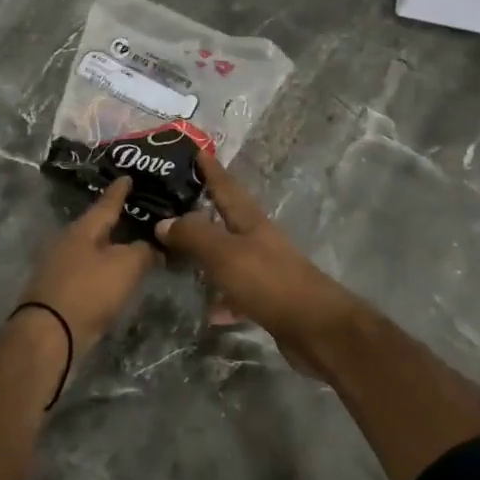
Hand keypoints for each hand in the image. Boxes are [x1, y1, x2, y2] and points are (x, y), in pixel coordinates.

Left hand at [18, 178, 157, 353]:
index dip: (120, 191)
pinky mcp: (55, 290)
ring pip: (89, 250)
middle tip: (136, 214)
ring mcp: (57, 267)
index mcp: (82, 229)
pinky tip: (112, 275)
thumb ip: (144, 251)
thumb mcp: (126, 266)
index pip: (106, 203)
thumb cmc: (89, 291)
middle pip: (95, 227)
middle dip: (114, 221)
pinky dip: (100, 270)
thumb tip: (153, 246)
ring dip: (108, 248)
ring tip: (129, 246)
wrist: (48, 335)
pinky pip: (84, 271)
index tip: (127, 177)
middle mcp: (66, 242)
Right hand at [155, 154, 358, 357]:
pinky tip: (207, 310)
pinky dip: (222, 297)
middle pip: (227, 219)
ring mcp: (265, 270)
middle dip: (203, 210)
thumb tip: (163, 221)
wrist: (316, 329)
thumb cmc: (269, 281)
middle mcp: (259, 240)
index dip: (211, 169)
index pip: (227, 187)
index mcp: (251, 221)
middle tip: (172, 204)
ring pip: (229, 256)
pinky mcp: (268, 300)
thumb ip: (194, 236)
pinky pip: (237, 292)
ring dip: (208, 255)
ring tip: (178, 256)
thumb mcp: (225, 254)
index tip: (197, 150)